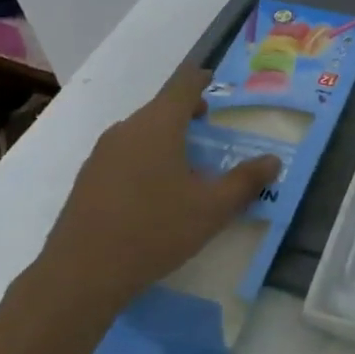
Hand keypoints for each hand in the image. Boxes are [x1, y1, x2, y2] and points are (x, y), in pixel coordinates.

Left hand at [45, 67, 280, 312]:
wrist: (81, 274)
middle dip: (185, 111)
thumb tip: (273, 161)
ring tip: (184, 160)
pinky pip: (123, 153)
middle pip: (160, 107)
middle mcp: (127, 129)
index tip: (212, 80)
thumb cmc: (154, 230)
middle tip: (207, 125)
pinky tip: (153, 188)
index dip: (200, 79)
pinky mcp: (87, 179)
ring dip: (164, 135)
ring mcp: (101, 154)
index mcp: (158, 125)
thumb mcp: (212, 209)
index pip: (182, 85)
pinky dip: (144, 156)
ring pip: (140, 131)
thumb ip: (245, 181)